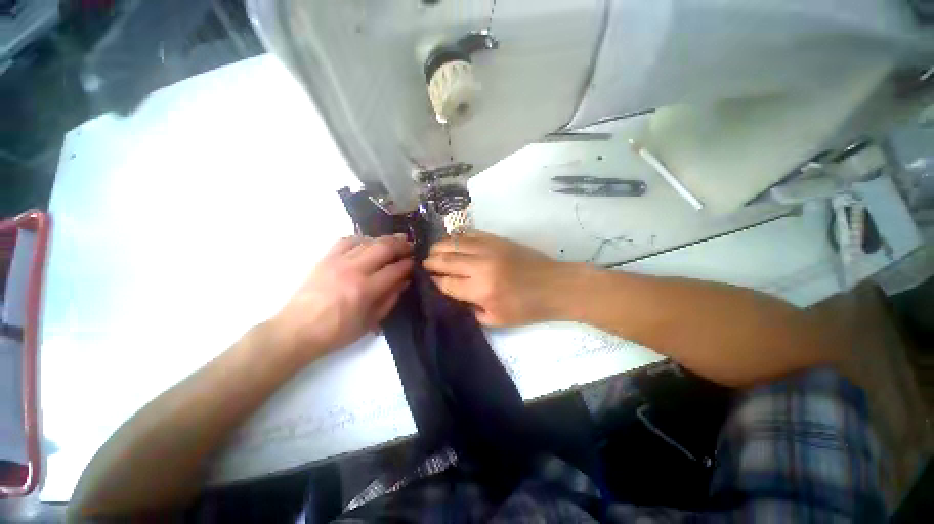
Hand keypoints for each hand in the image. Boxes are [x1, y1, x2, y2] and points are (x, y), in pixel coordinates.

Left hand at [270, 235, 413, 358]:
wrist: (296, 330)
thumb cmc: (337, 332)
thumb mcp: (370, 322)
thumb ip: (390, 299)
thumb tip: (404, 281)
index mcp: (365, 289)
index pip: (395, 269)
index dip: (408, 264)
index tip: (415, 262)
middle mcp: (353, 270)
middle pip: (383, 248)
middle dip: (401, 245)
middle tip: (410, 246)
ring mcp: (338, 261)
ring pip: (367, 241)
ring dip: (385, 239)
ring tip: (395, 240)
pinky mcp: (325, 258)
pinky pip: (346, 240)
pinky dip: (361, 238)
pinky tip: (369, 242)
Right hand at [424, 232, 575, 326]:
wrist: (554, 285)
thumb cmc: (527, 308)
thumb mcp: (496, 320)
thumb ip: (470, 308)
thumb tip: (454, 293)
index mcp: (481, 290)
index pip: (447, 283)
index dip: (435, 281)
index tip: (429, 280)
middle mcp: (481, 266)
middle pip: (446, 259)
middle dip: (431, 261)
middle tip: (425, 263)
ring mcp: (489, 248)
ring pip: (455, 242)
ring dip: (440, 246)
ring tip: (433, 251)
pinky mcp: (497, 239)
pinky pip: (471, 233)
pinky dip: (457, 236)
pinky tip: (452, 240)